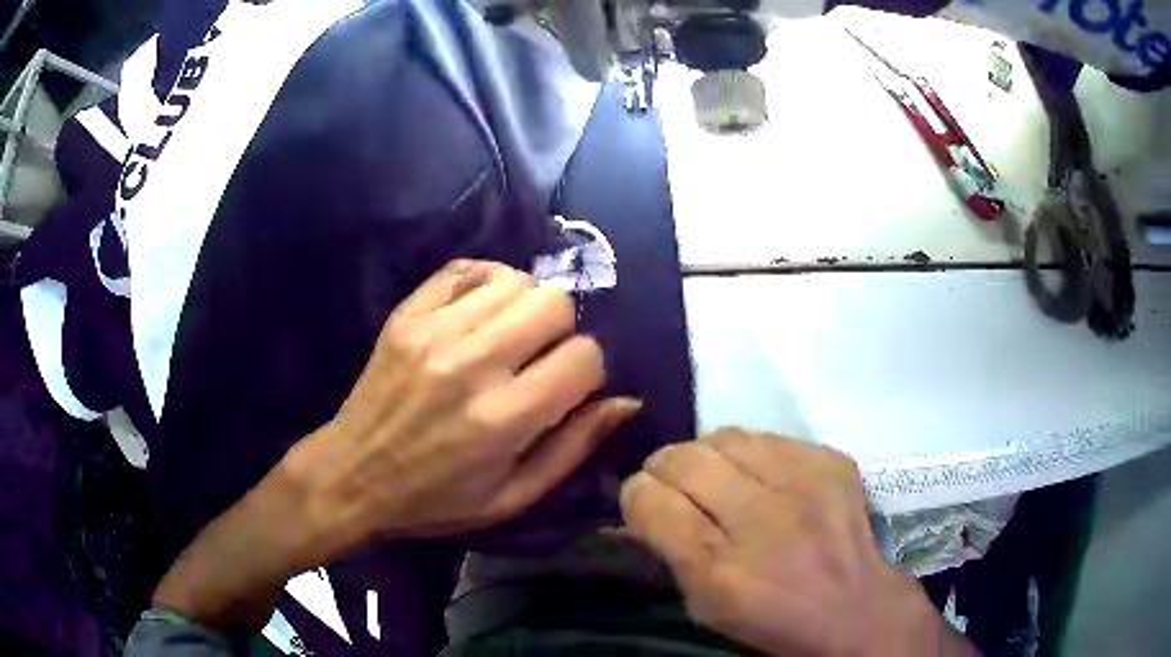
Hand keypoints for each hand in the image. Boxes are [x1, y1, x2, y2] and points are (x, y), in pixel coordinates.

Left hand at [289, 259, 639, 547]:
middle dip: (562, 330)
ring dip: (525, 305)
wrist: (353, 475)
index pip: (584, 358)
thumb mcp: (513, 498)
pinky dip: (485, 283)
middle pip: (553, 303)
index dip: (588, 372)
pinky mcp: (406, 315)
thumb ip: (574, 448)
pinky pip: (465, 268)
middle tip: (540, 357)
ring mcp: (434, 331)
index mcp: (504, 419)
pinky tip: (480, 312)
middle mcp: (473, 364)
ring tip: (509, 336)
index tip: (568, 388)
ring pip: (515, 279)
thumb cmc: (436, 499)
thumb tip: (626, 401)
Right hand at [620, 429, 972, 656]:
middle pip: (684, 459)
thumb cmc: (773, 621)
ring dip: (708, 454)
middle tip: (673, 482)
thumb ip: (671, 553)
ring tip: (719, 476)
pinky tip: (764, 479)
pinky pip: (769, 437)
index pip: (651, 501)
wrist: (856, 609)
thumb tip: (645, 504)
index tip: (644, 502)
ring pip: (725, 436)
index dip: (637, 496)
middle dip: (664, 467)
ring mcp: (802, 485)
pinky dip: (754, 455)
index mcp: (719, 570)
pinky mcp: (831, 462)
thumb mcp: (706, 608)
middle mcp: (760, 520)